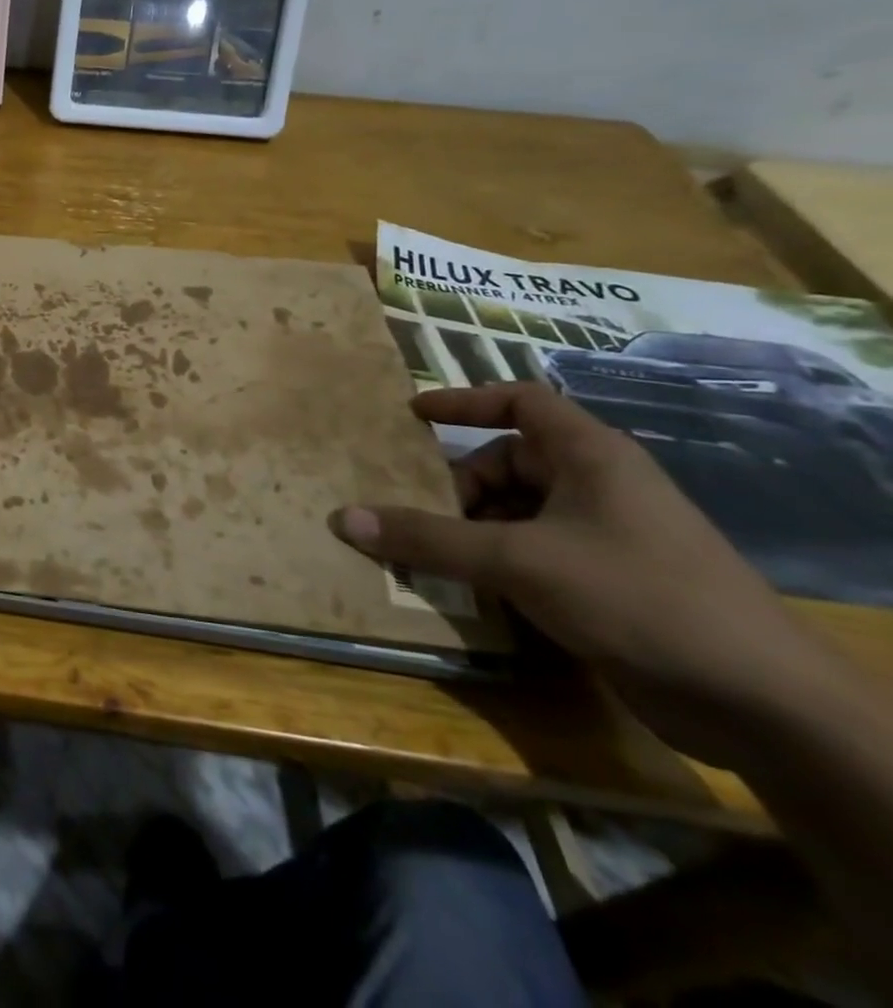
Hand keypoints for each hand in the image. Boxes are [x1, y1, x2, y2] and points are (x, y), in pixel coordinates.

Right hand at [330, 382, 830, 766]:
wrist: (763, 704)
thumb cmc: (637, 597)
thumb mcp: (518, 561)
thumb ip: (428, 539)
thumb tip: (343, 518)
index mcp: (590, 457)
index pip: (521, 402)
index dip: (465, 400)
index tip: (412, 415)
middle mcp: (598, 486)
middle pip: (507, 463)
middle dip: (456, 486)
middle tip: (411, 513)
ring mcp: (607, 536)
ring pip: (517, 513)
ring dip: (469, 530)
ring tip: (427, 555)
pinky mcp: (609, 583)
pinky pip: (533, 553)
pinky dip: (495, 563)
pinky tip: (469, 590)